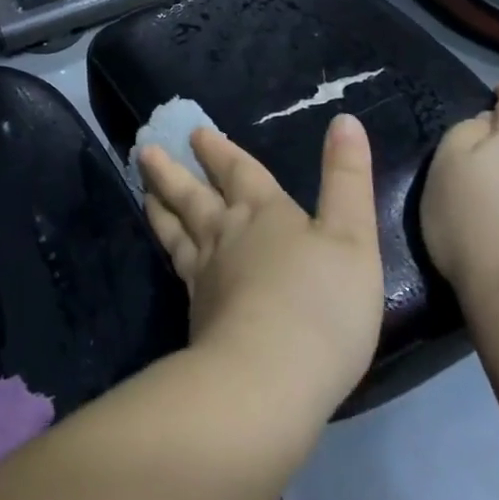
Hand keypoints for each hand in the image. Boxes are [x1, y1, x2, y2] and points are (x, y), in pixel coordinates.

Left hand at [139, 115, 384, 424]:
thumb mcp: (352, 236)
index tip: (195, 132)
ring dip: (162, 206)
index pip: (238, 171)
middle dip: (174, 171)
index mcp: (264, 212)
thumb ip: (347, 178)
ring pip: (178, 229)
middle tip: (146, 150)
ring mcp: (207, 275)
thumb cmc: (320, 304)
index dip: (220, 150)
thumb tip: (344, 119)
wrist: (269, 380)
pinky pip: (177, 269)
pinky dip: (169, 252)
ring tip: (145, 190)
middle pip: (195, 195)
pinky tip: (170, 257)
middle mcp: (228, 235)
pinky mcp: (198, 314)